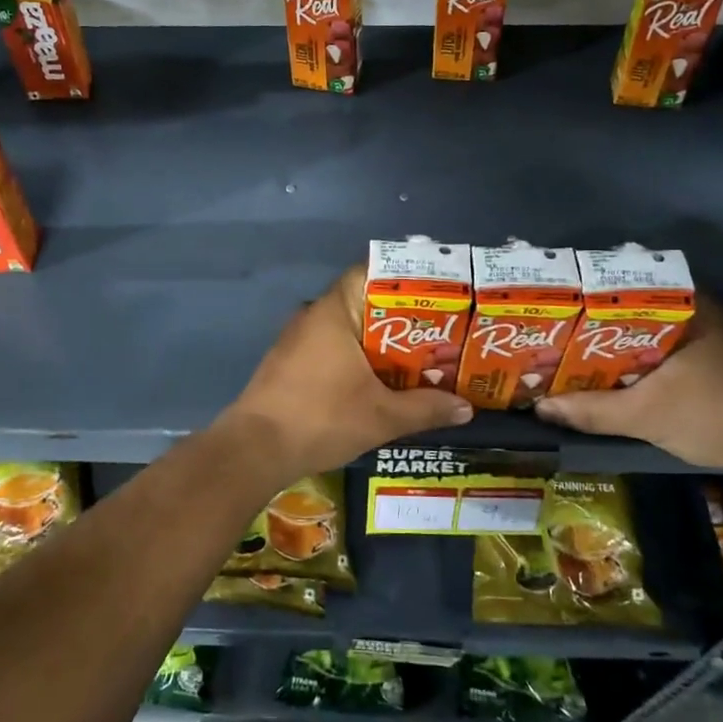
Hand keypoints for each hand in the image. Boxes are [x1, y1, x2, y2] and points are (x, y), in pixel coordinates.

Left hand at [217, 267, 472, 483]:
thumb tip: (466, 407)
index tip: (437, 293)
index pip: (370, 272)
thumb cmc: (321, 418)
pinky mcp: (290, 362)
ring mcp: (298, 339)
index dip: (405, 280)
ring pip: (349, 329)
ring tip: (419, 357)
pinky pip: (332, 348)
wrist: (255, 449)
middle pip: (364, 303)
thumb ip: (426, 407)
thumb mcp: (382, 416)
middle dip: (402, 319)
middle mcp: (313, 315)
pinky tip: (381, 381)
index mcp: (334, 311)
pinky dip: (358, 358)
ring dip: (380, 343)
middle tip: (440, 332)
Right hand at [535, 298, 722, 472]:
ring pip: (650, 329)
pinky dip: (640, 356)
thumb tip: (541, 408)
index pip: (623, 284)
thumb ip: (590, 410)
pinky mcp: (718, 358)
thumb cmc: (713, 414)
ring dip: (618, 342)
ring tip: (577, 351)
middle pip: (633, 308)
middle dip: (596, 322)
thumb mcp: (644, 415)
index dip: (586, 295)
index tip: (557, 305)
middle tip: (559, 332)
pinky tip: (617, 373)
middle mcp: (698, 309)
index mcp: (682, 305)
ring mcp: (711, 333)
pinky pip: (665, 346)